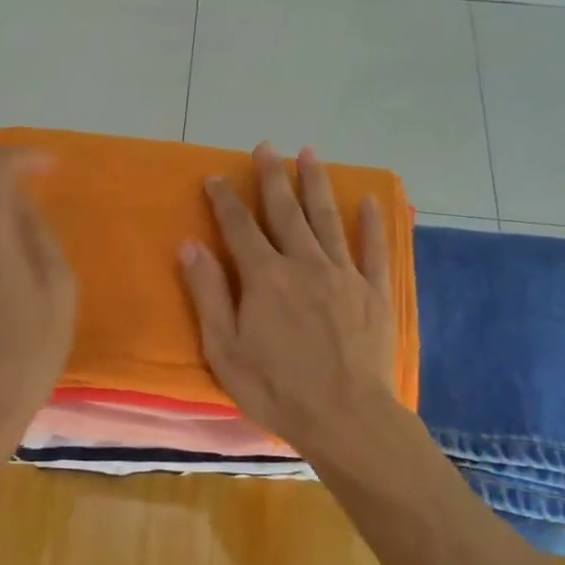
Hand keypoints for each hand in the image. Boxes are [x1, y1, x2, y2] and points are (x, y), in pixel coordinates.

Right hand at [179, 144, 400, 460]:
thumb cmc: (276, 390)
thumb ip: (208, 294)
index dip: (224, 200)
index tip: (214, 176)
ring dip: (316, 185)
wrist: (346, 418)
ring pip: (328, 219)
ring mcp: (344, 276)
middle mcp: (305, 265)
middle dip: (272, 178)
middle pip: (285, 212)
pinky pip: (374, 250)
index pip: (239, 227)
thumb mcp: (225, 349)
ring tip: (310, 154)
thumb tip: (189, 246)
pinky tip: (369, 200)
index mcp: (265, 278)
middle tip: (267, 147)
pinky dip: (372, 223)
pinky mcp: (375, 293)